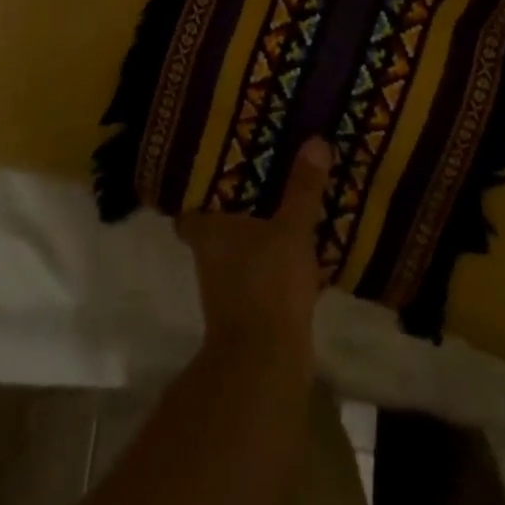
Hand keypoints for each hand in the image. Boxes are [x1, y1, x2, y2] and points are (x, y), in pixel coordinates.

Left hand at [177, 136, 331, 357]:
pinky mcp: (249, 311)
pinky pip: (258, 272)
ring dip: (254, 233)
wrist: (266, 365)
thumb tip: (315, 139)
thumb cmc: (268, 283)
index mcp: (208, 232)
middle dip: (234, 207)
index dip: (198, 190)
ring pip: (237, 250)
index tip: (216, 168)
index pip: (189, 208)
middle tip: (260, 177)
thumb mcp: (292, 228)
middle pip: (214, 226)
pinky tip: (294, 246)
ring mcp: (226, 288)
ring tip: (282, 204)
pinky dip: (271, 260)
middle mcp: (209, 258)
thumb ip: (302, 187)